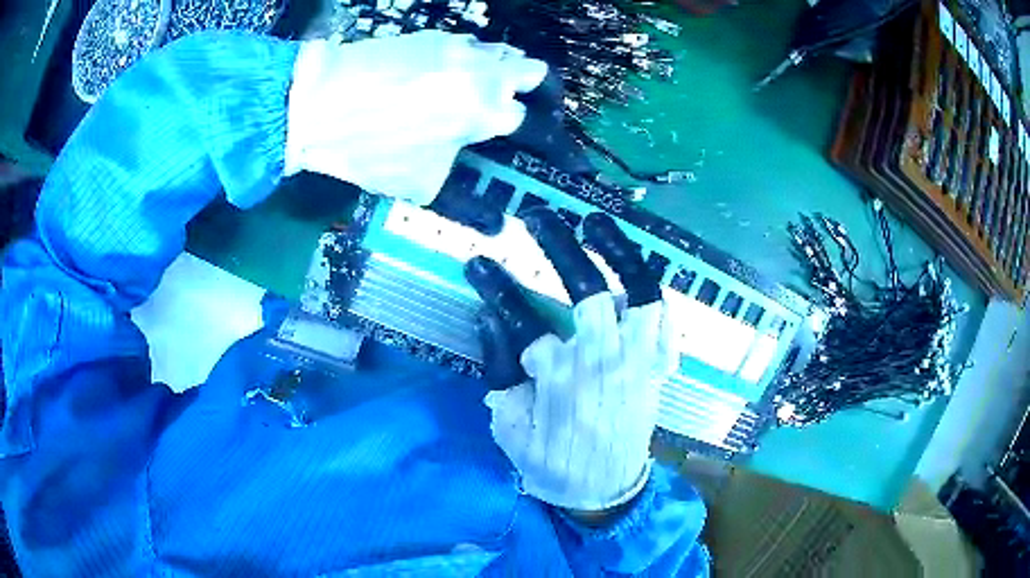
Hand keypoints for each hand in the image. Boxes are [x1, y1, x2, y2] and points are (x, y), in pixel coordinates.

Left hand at [284, 31, 547, 207]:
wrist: (318, 101)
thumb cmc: (369, 149)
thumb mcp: (420, 185)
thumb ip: (466, 202)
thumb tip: (493, 223)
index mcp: (486, 112)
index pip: (540, 126)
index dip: (557, 145)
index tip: (565, 157)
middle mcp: (484, 72)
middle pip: (537, 74)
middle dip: (542, 95)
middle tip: (530, 112)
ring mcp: (459, 48)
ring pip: (503, 55)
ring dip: (505, 75)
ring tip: (487, 95)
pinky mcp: (433, 36)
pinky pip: (469, 47)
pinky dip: (472, 63)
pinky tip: (450, 80)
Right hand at [464, 208, 675, 512]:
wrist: (606, 491)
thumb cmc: (553, 463)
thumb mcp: (510, 428)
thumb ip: (501, 373)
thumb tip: (491, 321)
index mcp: (561, 379)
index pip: (521, 319)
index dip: (496, 286)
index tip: (478, 261)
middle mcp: (604, 361)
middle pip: (586, 291)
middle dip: (561, 246)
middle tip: (540, 217)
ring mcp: (640, 361)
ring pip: (639, 294)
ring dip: (620, 254)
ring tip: (597, 224)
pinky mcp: (660, 368)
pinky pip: (667, 321)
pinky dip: (654, 294)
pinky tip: (635, 275)